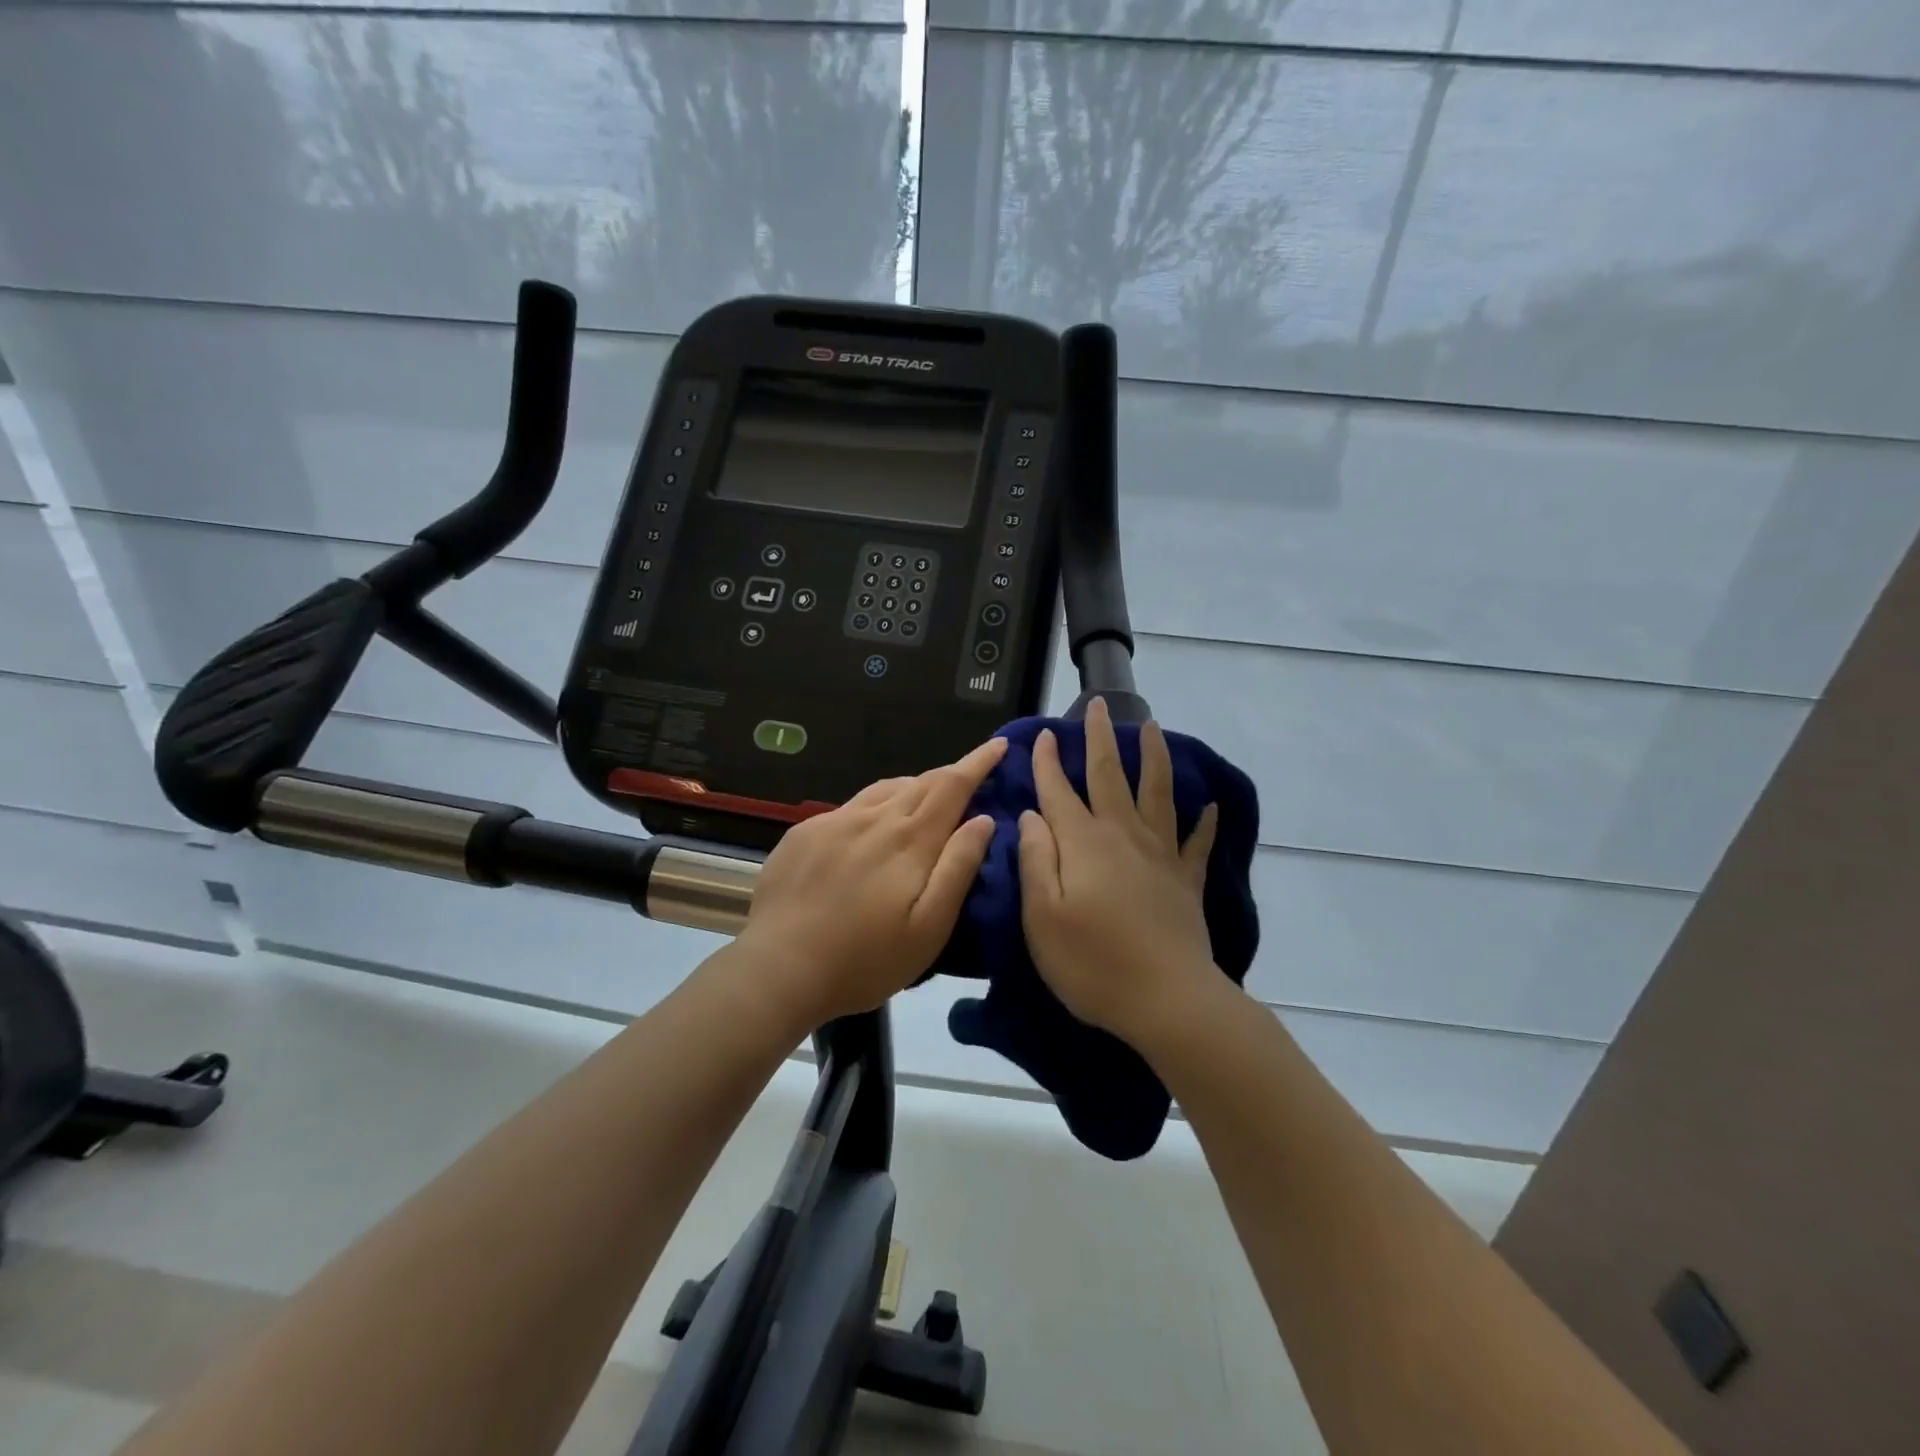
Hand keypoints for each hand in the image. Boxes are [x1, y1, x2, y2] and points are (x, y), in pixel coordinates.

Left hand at [734, 737, 1005, 1027]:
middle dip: (951, 775)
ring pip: (885, 790)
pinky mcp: (804, 833)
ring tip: (924, 803)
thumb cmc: (864, 959)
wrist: (778, 969)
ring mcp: (834, 821)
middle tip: (970, 779)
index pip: (953, 785)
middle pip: (921, 782)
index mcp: (910, 839)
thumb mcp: (929, 927)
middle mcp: (873, 817)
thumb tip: (983, 819)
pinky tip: (869, 832)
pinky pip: (851, 807)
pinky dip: (876, 807)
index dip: (978, 762)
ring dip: (913, 788)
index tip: (998, 745)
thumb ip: (959, 868)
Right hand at [1018, 696, 1220, 1052]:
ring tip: (1153, 728)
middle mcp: (1123, 836)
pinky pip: (1196, 842)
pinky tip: (1210, 806)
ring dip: (1153, 757)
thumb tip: (1031, 816)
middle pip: (1111, 775)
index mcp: (1083, 843)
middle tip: (1098, 704)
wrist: (1168, 1001)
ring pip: (1157, 793)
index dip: (1049, 761)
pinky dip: (1204, 822)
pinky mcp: (1186, 880)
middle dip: (1100, 738)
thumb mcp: (1041, 918)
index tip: (1045, 735)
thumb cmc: (1092, 964)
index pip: (1059, 791)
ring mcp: (1160, 855)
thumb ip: (1034, 860)